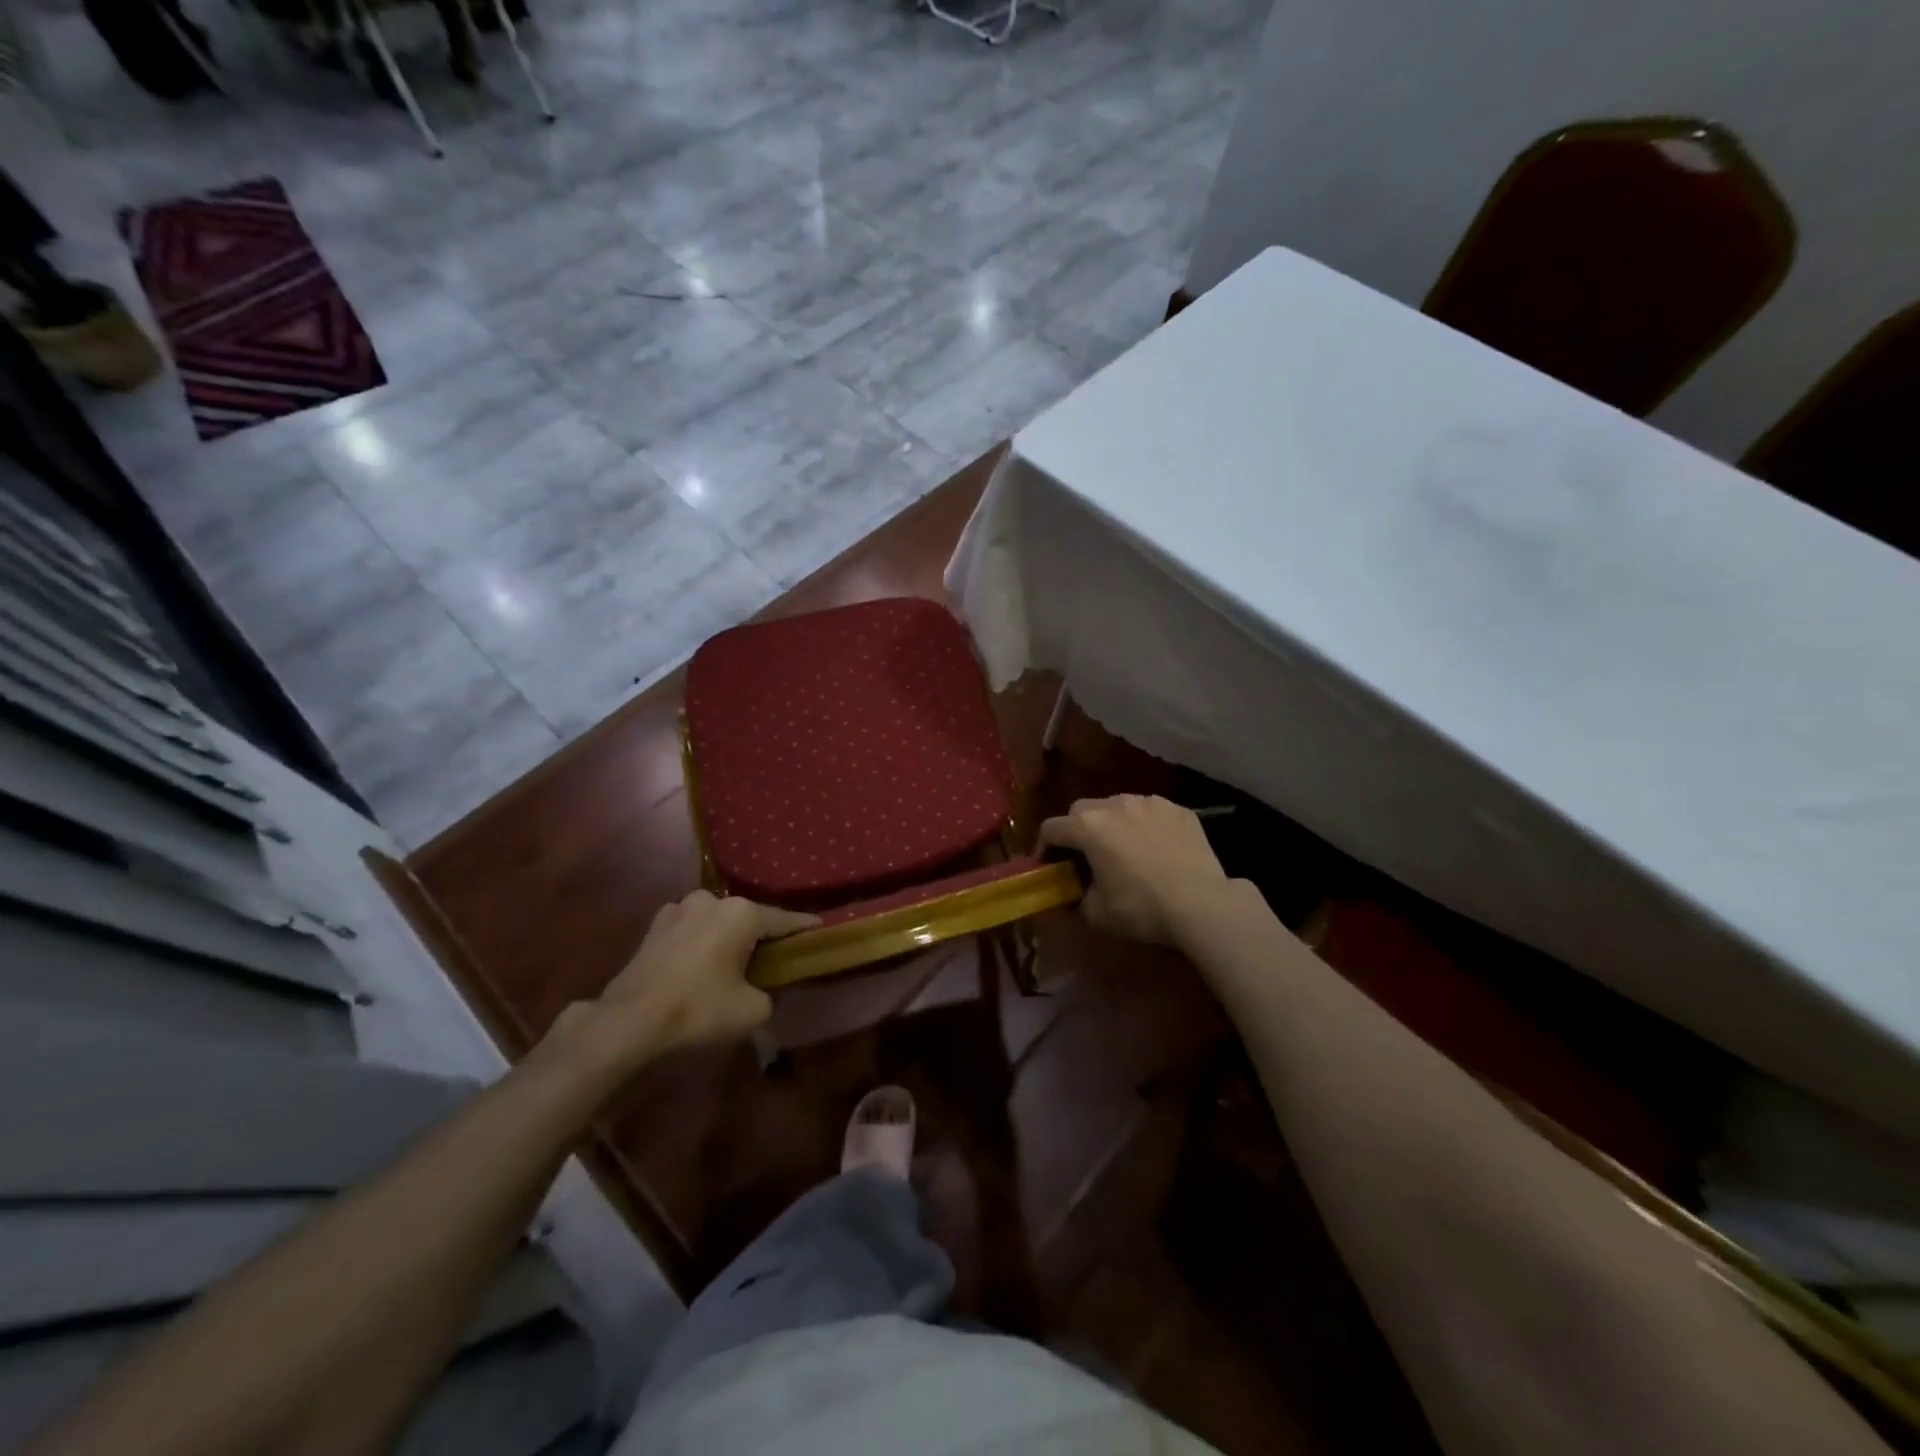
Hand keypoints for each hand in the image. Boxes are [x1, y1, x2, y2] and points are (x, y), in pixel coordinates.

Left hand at [591, 891, 816, 1060]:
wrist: (629, 1022)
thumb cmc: (699, 1010)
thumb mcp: (753, 1010)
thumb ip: (770, 993)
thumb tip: (763, 989)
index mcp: (742, 914)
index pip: (783, 920)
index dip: (803, 927)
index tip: (819, 927)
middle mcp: (712, 901)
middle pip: (747, 918)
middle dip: (759, 934)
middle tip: (771, 955)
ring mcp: (678, 909)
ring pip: (715, 921)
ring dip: (724, 936)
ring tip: (731, 959)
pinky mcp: (654, 926)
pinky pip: (689, 930)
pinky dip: (698, 941)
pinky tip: (698, 962)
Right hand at [1039, 795, 1231, 945]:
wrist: (1202, 904)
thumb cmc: (1142, 908)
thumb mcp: (1097, 912)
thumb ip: (1077, 896)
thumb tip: (1077, 892)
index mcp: (1088, 826)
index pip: (1051, 828)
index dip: (1044, 848)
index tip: (1048, 866)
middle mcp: (1115, 803)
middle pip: (1082, 810)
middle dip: (1076, 830)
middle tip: (1084, 856)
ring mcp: (1149, 802)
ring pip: (1118, 806)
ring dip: (1111, 824)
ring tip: (1122, 849)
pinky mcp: (1178, 809)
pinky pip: (1150, 812)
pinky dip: (1144, 826)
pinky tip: (1155, 848)